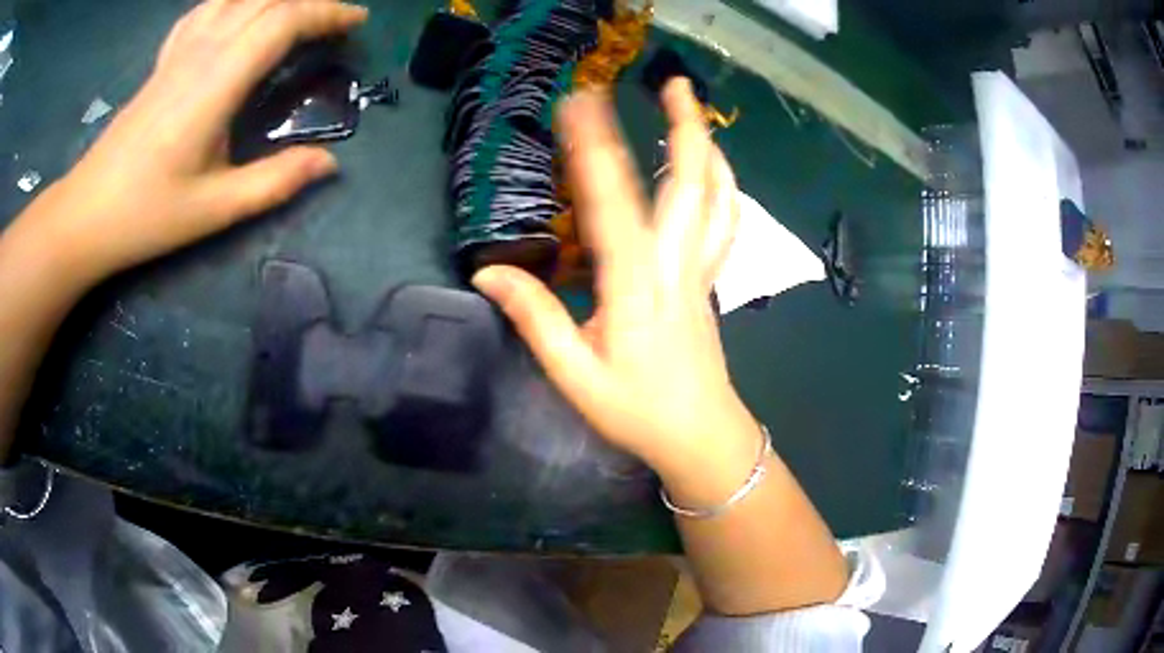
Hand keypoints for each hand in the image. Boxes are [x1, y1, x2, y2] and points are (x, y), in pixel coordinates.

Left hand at [7, 0, 367, 288]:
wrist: (85, 214)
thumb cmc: (145, 215)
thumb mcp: (213, 210)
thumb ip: (274, 182)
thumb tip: (329, 163)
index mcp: (216, 82)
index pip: (282, 20)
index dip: (327, 13)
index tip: (356, 23)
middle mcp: (201, 51)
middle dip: (310, 0)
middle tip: (335, 20)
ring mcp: (179, 51)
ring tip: (295, 13)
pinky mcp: (164, 60)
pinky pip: (205, 9)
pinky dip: (232, 1)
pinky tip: (239, 13)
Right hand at [473, 79, 752, 475]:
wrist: (699, 435)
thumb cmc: (637, 410)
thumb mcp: (574, 374)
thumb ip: (534, 318)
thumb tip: (488, 272)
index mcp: (635, 284)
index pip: (613, 201)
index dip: (594, 146)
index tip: (581, 102)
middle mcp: (674, 264)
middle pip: (691, 184)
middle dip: (684, 126)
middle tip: (674, 83)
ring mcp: (701, 269)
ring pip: (718, 198)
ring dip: (709, 148)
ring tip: (695, 111)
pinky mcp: (710, 279)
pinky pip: (726, 222)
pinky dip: (724, 186)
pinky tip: (714, 169)